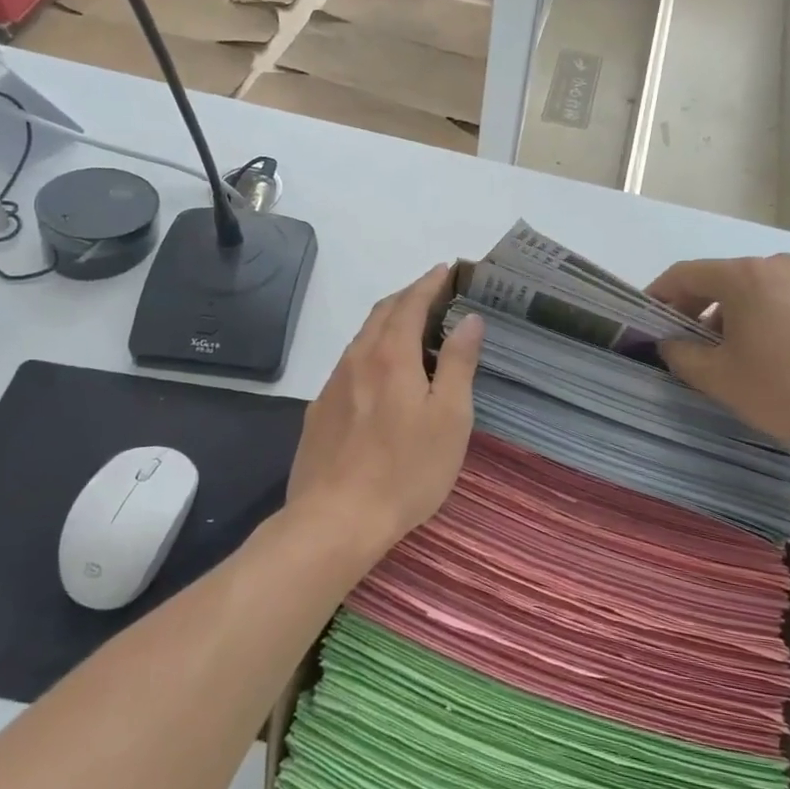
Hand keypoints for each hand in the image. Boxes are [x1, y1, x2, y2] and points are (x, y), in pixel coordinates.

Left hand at [286, 265, 483, 558]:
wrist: (336, 519)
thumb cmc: (406, 469)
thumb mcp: (450, 418)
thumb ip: (460, 364)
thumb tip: (469, 319)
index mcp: (392, 355)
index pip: (411, 303)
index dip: (430, 282)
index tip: (447, 270)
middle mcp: (357, 359)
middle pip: (382, 313)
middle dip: (408, 296)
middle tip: (433, 293)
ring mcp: (333, 385)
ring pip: (362, 338)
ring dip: (387, 323)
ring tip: (411, 328)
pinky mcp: (320, 411)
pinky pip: (349, 365)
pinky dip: (371, 352)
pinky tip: (379, 375)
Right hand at [648, 254, 789, 461]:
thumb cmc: (789, 389)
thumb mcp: (720, 380)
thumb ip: (682, 356)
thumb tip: (670, 343)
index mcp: (747, 276)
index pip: (687, 273)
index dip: (660, 292)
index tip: (647, 316)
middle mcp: (783, 267)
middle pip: (727, 280)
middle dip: (700, 308)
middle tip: (688, 342)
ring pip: (763, 292)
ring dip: (740, 316)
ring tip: (739, 356)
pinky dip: (777, 322)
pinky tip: (785, 359)